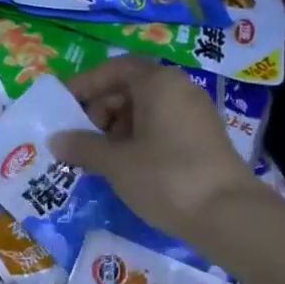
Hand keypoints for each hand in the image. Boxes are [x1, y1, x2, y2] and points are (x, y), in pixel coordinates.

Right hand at [52, 57, 267, 241]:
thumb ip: (83, 146)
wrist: (228, 214)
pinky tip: (125, 167)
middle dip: (100, 110)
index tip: (63, 106)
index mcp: (158, 83)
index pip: (115, 69)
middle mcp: (179, 89)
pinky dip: (138, 140)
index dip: (85, 85)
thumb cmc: (165, 177)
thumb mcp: (116, 163)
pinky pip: (161, 127)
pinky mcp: (203, 139)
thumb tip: (56, 140)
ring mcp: (195, 114)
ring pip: (146, 110)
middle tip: (79, 138)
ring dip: (117, 128)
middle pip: (130, 88)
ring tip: (98, 157)